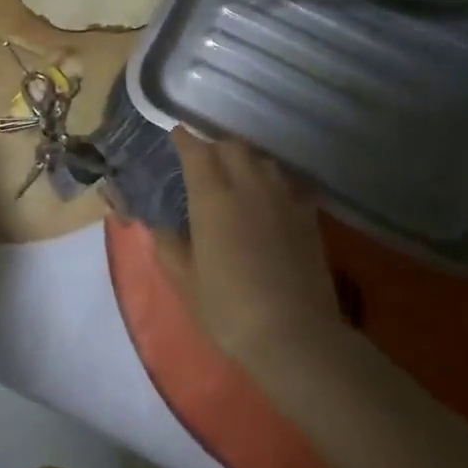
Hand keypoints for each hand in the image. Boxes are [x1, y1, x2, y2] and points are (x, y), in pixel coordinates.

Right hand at [153, 130, 343, 375]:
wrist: (294, 333)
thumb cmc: (228, 308)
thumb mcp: (185, 281)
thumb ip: (169, 245)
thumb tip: (160, 226)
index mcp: (212, 198)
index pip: (197, 153)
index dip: (185, 140)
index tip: (177, 134)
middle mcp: (248, 187)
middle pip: (233, 147)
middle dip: (215, 147)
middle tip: (204, 160)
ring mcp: (282, 199)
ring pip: (262, 161)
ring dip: (245, 160)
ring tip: (237, 174)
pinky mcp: (308, 216)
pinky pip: (287, 183)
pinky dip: (272, 181)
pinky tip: (269, 198)